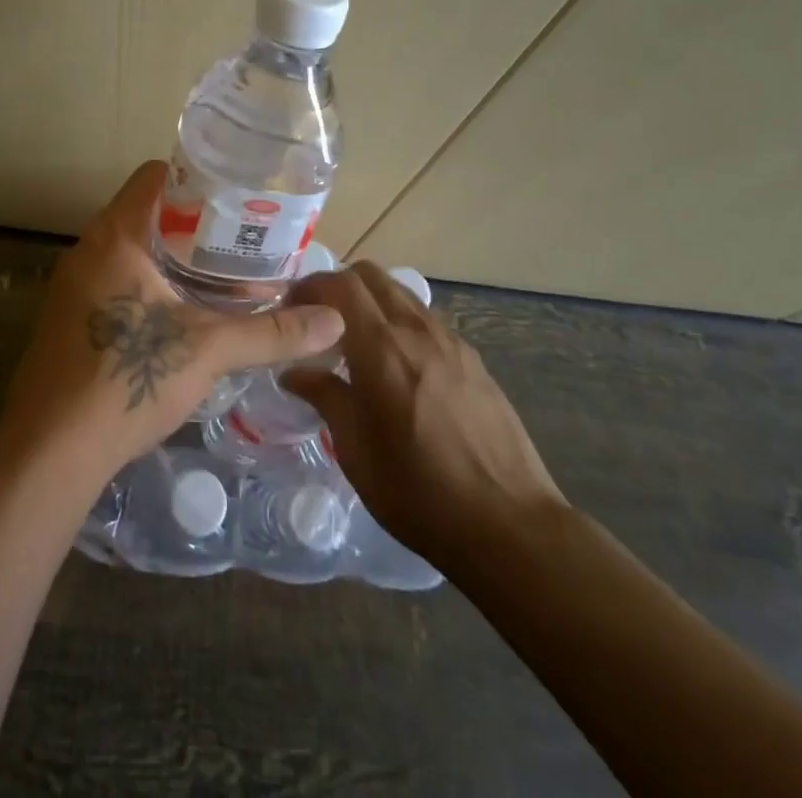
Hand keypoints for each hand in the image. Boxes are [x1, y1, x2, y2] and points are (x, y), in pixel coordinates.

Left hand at [1, 161, 345, 481]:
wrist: (50, 449)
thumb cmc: (127, 379)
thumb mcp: (208, 350)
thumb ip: (271, 332)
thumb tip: (335, 321)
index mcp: (115, 235)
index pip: (155, 176)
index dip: (198, 179)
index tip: (237, 198)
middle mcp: (88, 249)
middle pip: (146, 213)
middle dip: (194, 225)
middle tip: (242, 242)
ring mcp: (73, 284)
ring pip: (130, 250)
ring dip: (172, 258)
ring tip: (222, 277)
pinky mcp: (69, 318)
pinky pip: (115, 280)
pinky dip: (149, 285)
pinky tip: (182, 316)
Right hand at [280, 263, 564, 569]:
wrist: (511, 527)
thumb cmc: (419, 493)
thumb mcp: (355, 452)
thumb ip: (324, 398)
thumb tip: (293, 372)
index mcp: (381, 349)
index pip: (339, 285)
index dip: (309, 287)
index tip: (290, 309)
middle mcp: (416, 331)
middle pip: (370, 275)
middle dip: (338, 286)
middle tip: (320, 320)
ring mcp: (450, 342)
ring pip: (400, 293)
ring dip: (371, 302)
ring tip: (357, 342)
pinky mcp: (473, 360)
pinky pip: (426, 320)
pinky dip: (400, 323)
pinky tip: (398, 367)